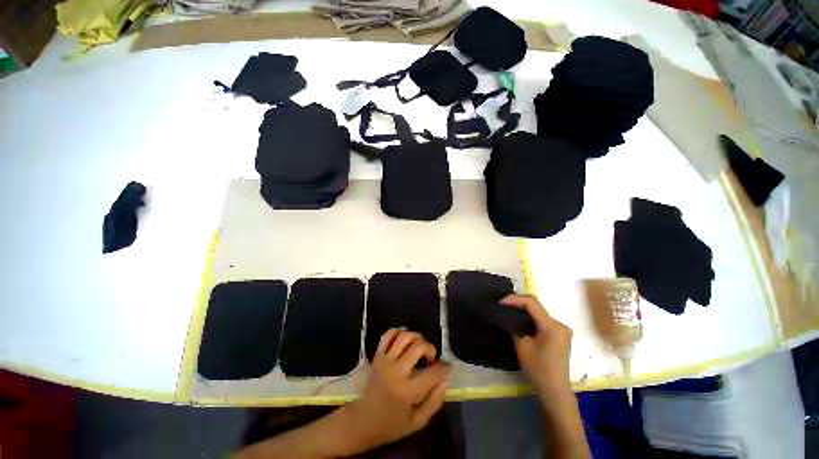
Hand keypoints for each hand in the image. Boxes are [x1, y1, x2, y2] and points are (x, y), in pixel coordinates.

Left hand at [345, 329, 450, 450]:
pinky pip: (388, 335)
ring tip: (419, 348)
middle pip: (418, 346)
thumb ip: (434, 402)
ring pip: (404, 336)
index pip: (432, 373)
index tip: (448, 367)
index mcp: (407, 391)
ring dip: (417, 338)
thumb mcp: (417, 422)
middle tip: (431, 359)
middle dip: (430, 349)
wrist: (362, 421)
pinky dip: (398, 332)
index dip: (444, 368)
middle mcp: (396, 371)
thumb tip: (445, 380)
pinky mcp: (377, 355)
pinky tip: (404, 340)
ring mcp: (385, 360)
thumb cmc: (391, 425)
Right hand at [502, 295, 572, 393]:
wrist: (554, 391)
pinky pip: (543, 320)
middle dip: (518, 303)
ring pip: (539, 313)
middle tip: (503, 305)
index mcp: (552, 326)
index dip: (515, 299)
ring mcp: (562, 330)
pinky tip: (520, 319)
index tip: (501, 302)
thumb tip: (508, 317)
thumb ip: (515, 326)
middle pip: (537, 306)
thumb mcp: (522, 345)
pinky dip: (531, 318)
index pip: (532, 303)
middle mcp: (560, 324)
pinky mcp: (560, 336)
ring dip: (524, 310)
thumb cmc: (538, 369)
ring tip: (509, 310)